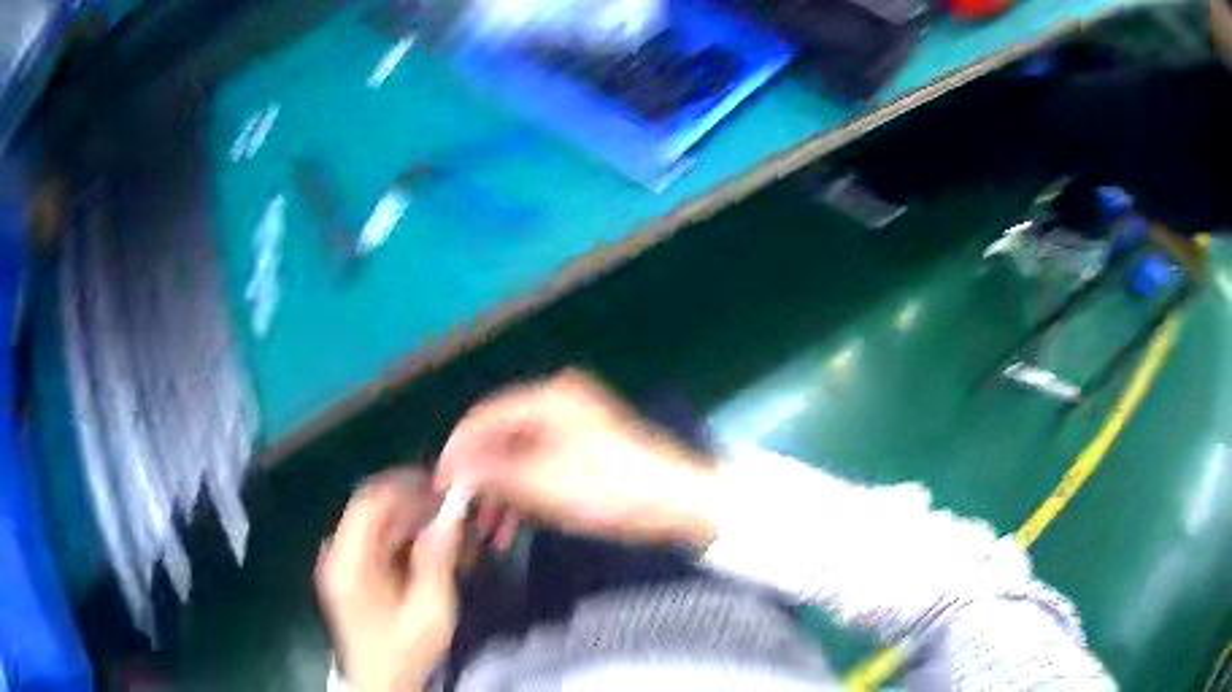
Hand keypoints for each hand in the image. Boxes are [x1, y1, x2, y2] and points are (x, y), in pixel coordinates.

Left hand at [316, 468, 462, 691]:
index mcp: (349, 562)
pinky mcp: (352, 573)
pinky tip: (435, 550)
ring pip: (378, 525)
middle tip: (454, 510)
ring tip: (451, 531)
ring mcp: (343, 563)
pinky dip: (406, 540)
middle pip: (373, 511)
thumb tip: (451, 513)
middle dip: (414, 505)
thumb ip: (437, 560)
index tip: (440, 485)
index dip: (403, 485)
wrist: (381, 684)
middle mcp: (338, 554)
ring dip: (413, 522)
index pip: (369, 502)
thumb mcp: (430, 612)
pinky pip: (379, 543)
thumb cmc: (404, 653)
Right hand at [436, 370, 719, 548]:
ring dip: (502, 494)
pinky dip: (526, 496)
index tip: (440, 482)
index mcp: (548, 398)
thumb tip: (454, 466)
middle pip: (501, 438)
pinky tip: (514, 527)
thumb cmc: (608, 487)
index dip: (457, 449)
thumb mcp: (542, 484)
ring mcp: (573, 429)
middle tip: (463, 512)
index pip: (484, 415)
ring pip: (520, 459)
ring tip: (488, 531)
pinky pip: (541, 469)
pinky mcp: (584, 454)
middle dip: (481, 478)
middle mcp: (557, 405)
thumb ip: (492, 472)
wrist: (677, 501)